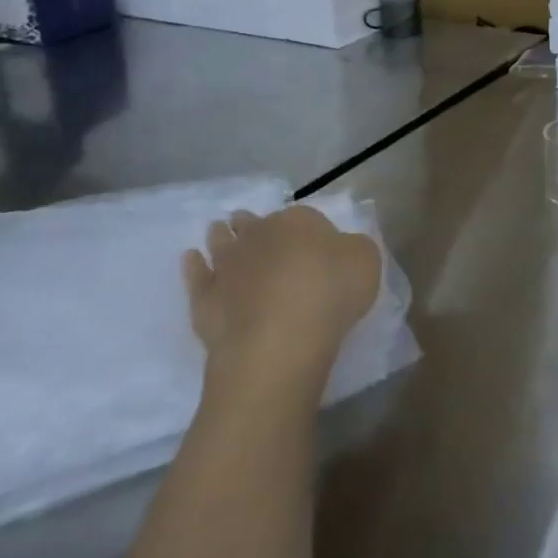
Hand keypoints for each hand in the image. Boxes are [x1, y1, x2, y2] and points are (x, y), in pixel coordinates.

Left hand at [182, 205, 380, 392]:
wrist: (279, 339)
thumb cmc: (330, 294)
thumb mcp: (366, 261)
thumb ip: (353, 248)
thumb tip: (340, 250)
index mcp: (300, 221)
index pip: (304, 218)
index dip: (309, 231)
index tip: (312, 243)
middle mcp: (260, 235)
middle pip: (256, 225)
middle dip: (253, 224)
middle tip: (251, 224)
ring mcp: (228, 265)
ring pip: (222, 242)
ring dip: (220, 236)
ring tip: (218, 230)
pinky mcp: (205, 298)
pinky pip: (197, 276)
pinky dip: (194, 265)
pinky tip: (192, 260)